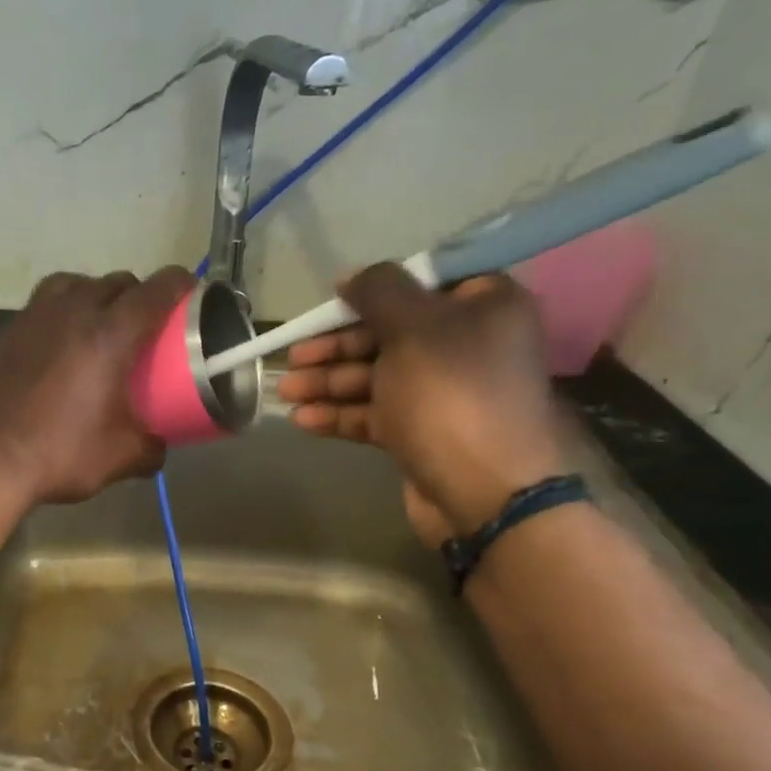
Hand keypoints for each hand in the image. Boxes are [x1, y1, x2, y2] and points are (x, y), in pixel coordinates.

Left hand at [0, 267, 194, 507]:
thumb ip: (151, 447)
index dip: (180, 284)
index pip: (155, 290)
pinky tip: (52, 351)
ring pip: (70, 284)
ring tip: (96, 324)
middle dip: (136, 294)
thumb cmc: (59, 455)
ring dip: (92, 295)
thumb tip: (158, 444)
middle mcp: (70, 313)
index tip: (190, 293)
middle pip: (114, 282)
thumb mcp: (120, 458)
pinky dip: (55, 319)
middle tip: (143, 324)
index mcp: (109, 335)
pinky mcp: (1, 336)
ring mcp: (30, 320)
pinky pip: (37, 311)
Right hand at [277, 265, 566, 541]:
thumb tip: (352, 276)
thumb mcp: (413, 328)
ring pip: (377, 377)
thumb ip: (379, 291)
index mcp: (483, 307)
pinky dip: (341, 414)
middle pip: (390, 333)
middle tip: (293, 357)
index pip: (423, 284)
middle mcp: (466, 345)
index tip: (333, 302)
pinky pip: (377, 414)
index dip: (374, 291)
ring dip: (329, 382)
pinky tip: (303, 421)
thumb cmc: (450, 394)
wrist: (484, 493)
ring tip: (285, 392)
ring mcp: (444, 393)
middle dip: (336, 347)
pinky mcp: (424, 433)